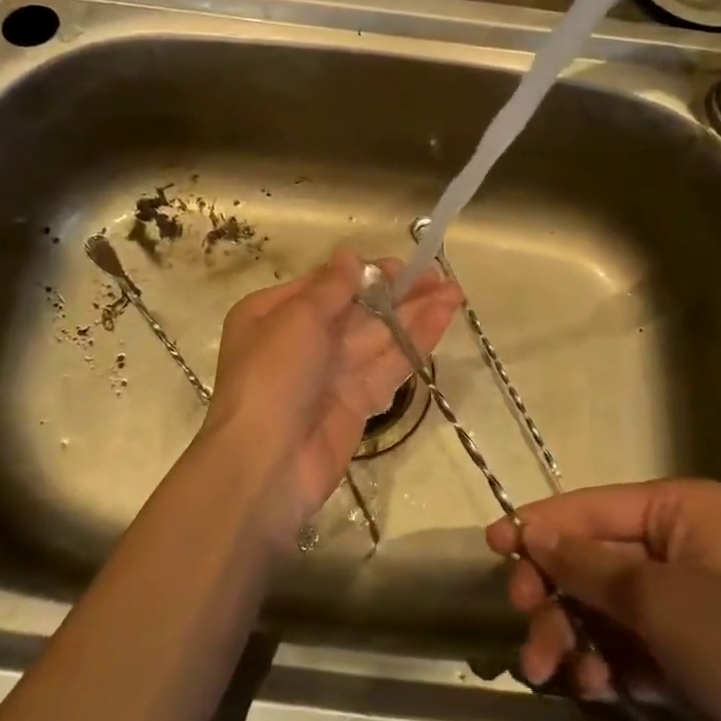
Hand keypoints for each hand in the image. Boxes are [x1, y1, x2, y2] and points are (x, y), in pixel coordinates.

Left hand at [201, 249, 460, 538]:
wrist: (265, 464)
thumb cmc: (272, 376)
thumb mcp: (297, 318)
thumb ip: (331, 287)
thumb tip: (348, 256)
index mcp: (274, 314)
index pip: (326, 285)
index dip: (365, 273)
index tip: (402, 265)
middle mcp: (302, 340)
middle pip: (357, 310)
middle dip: (397, 293)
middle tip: (439, 277)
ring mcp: (331, 373)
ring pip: (378, 336)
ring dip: (415, 314)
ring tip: (455, 293)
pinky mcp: (357, 402)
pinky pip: (388, 365)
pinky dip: (414, 342)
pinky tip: (443, 319)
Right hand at [485, 479, 720, 720]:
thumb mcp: (660, 599)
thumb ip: (588, 566)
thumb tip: (532, 532)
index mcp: (682, 512)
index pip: (594, 508)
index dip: (542, 523)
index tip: (494, 543)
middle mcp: (679, 550)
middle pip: (593, 560)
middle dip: (554, 590)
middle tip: (523, 615)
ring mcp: (681, 607)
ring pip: (601, 608)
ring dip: (570, 634)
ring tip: (550, 668)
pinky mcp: (683, 660)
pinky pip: (622, 648)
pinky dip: (600, 663)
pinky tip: (591, 685)